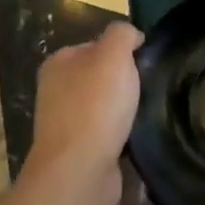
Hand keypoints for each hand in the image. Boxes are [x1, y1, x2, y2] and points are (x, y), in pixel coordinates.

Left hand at [21, 22, 143, 204]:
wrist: (80, 170)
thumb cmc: (95, 105)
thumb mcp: (113, 54)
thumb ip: (122, 34)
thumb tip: (131, 36)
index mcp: (59, 62)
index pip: (96, 45)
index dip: (122, 50)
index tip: (145, 62)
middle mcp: (56, 91)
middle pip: (101, 76)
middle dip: (125, 82)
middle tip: (149, 87)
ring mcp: (65, 124)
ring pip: (105, 106)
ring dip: (125, 110)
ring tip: (147, 112)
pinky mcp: (77, 152)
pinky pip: (107, 134)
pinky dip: (122, 135)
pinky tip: (136, 137)